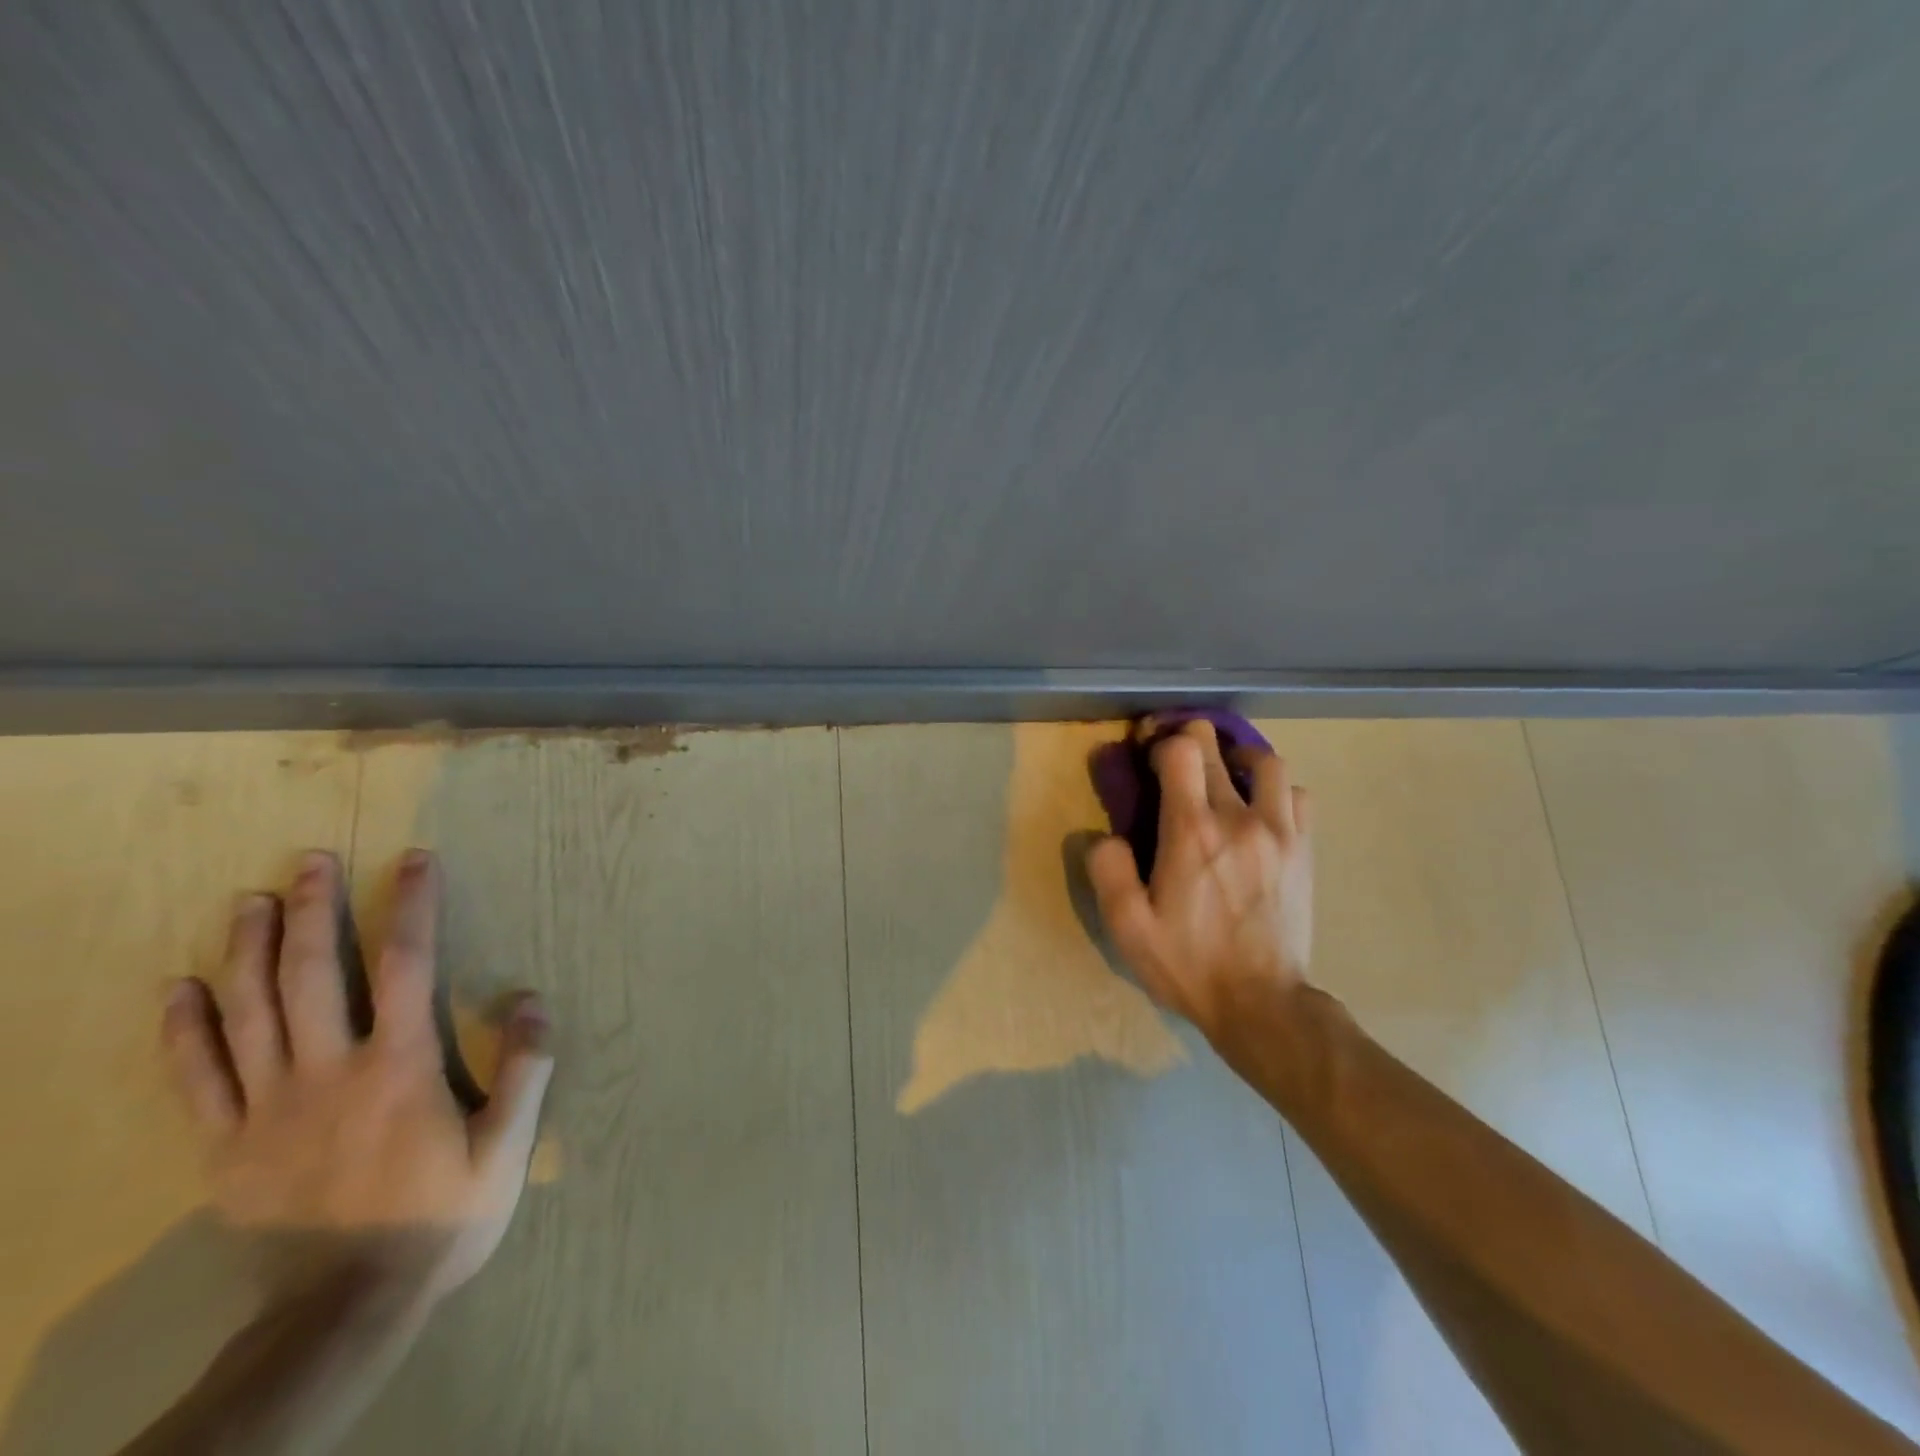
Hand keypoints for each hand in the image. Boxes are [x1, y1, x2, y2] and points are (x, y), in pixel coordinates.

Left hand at [162, 849, 553, 1301]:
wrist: (346, 1309)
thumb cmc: (441, 1217)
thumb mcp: (506, 1146)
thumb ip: (524, 1068)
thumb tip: (531, 998)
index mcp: (399, 1066)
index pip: (406, 964)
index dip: (411, 905)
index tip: (414, 860)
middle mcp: (329, 1071)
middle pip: (312, 974)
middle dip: (313, 910)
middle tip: (310, 860)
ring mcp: (268, 1108)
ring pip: (249, 1013)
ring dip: (247, 950)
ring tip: (249, 901)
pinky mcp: (227, 1147)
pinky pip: (197, 1079)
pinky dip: (185, 1030)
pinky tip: (180, 989)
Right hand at [1088, 720, 1313, 1043]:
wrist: (1262, 1004)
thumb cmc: (1188, 964)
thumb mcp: (1128, 927)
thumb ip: (1108, 871)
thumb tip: (1105, 836)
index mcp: (1191, 832)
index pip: (1182, 750)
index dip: (1160, 743)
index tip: (1148, 758)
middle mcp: (1239, 818)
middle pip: (1218, 747)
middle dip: (1191, 741)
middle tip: (1175, 762)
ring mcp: (1280, 831)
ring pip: (1267, 762)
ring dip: (1239, 760)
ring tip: (1224, 779)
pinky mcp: (1304, 850)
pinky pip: (1298, 796)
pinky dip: (1276, 792)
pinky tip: (1259, 812)